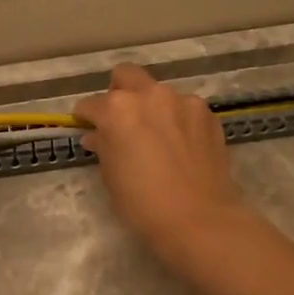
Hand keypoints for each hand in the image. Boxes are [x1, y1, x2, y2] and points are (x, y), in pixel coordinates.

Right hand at [74, 64, 253, 274]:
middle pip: (126, 76)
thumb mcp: (111, 176)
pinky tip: (180, 144)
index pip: (91, 104)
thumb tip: (96, 136)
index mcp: (117, 109)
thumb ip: (103, 146)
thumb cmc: (142, 203)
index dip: (86, 118)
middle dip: (118, 92)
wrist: (199, 218)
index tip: (87, 128)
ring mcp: (182, 101)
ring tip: (156, 136)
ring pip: (159, 92)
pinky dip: (177, 119)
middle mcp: (149, 95)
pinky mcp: (207, 114)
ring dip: (152, 107)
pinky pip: (184, 108)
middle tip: (120, 120)